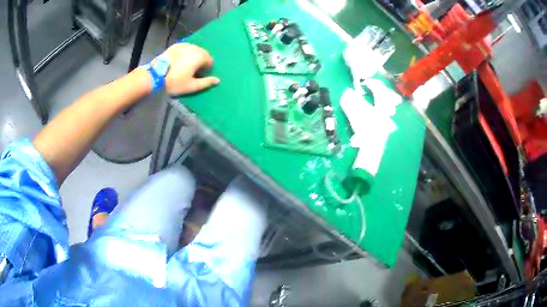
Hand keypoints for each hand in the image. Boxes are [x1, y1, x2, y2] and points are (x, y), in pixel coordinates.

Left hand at [159, 43, 219, 95]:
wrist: (155, 75)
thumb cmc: (175, 82)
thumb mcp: (191, 86)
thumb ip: (206, 83)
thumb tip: (218, 80)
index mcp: (200, 56)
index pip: (210, 61)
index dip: (206, 70)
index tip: (198, 76)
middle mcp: (194, 47)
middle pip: (203, 54)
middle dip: (200, 62)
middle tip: (191, 72)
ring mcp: (184, 45)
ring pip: (194, 50)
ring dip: (193, 57)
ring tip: (185, 66)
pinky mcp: (176, 45)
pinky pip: (185, 48)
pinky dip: (185, 53)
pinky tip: (179, 61)